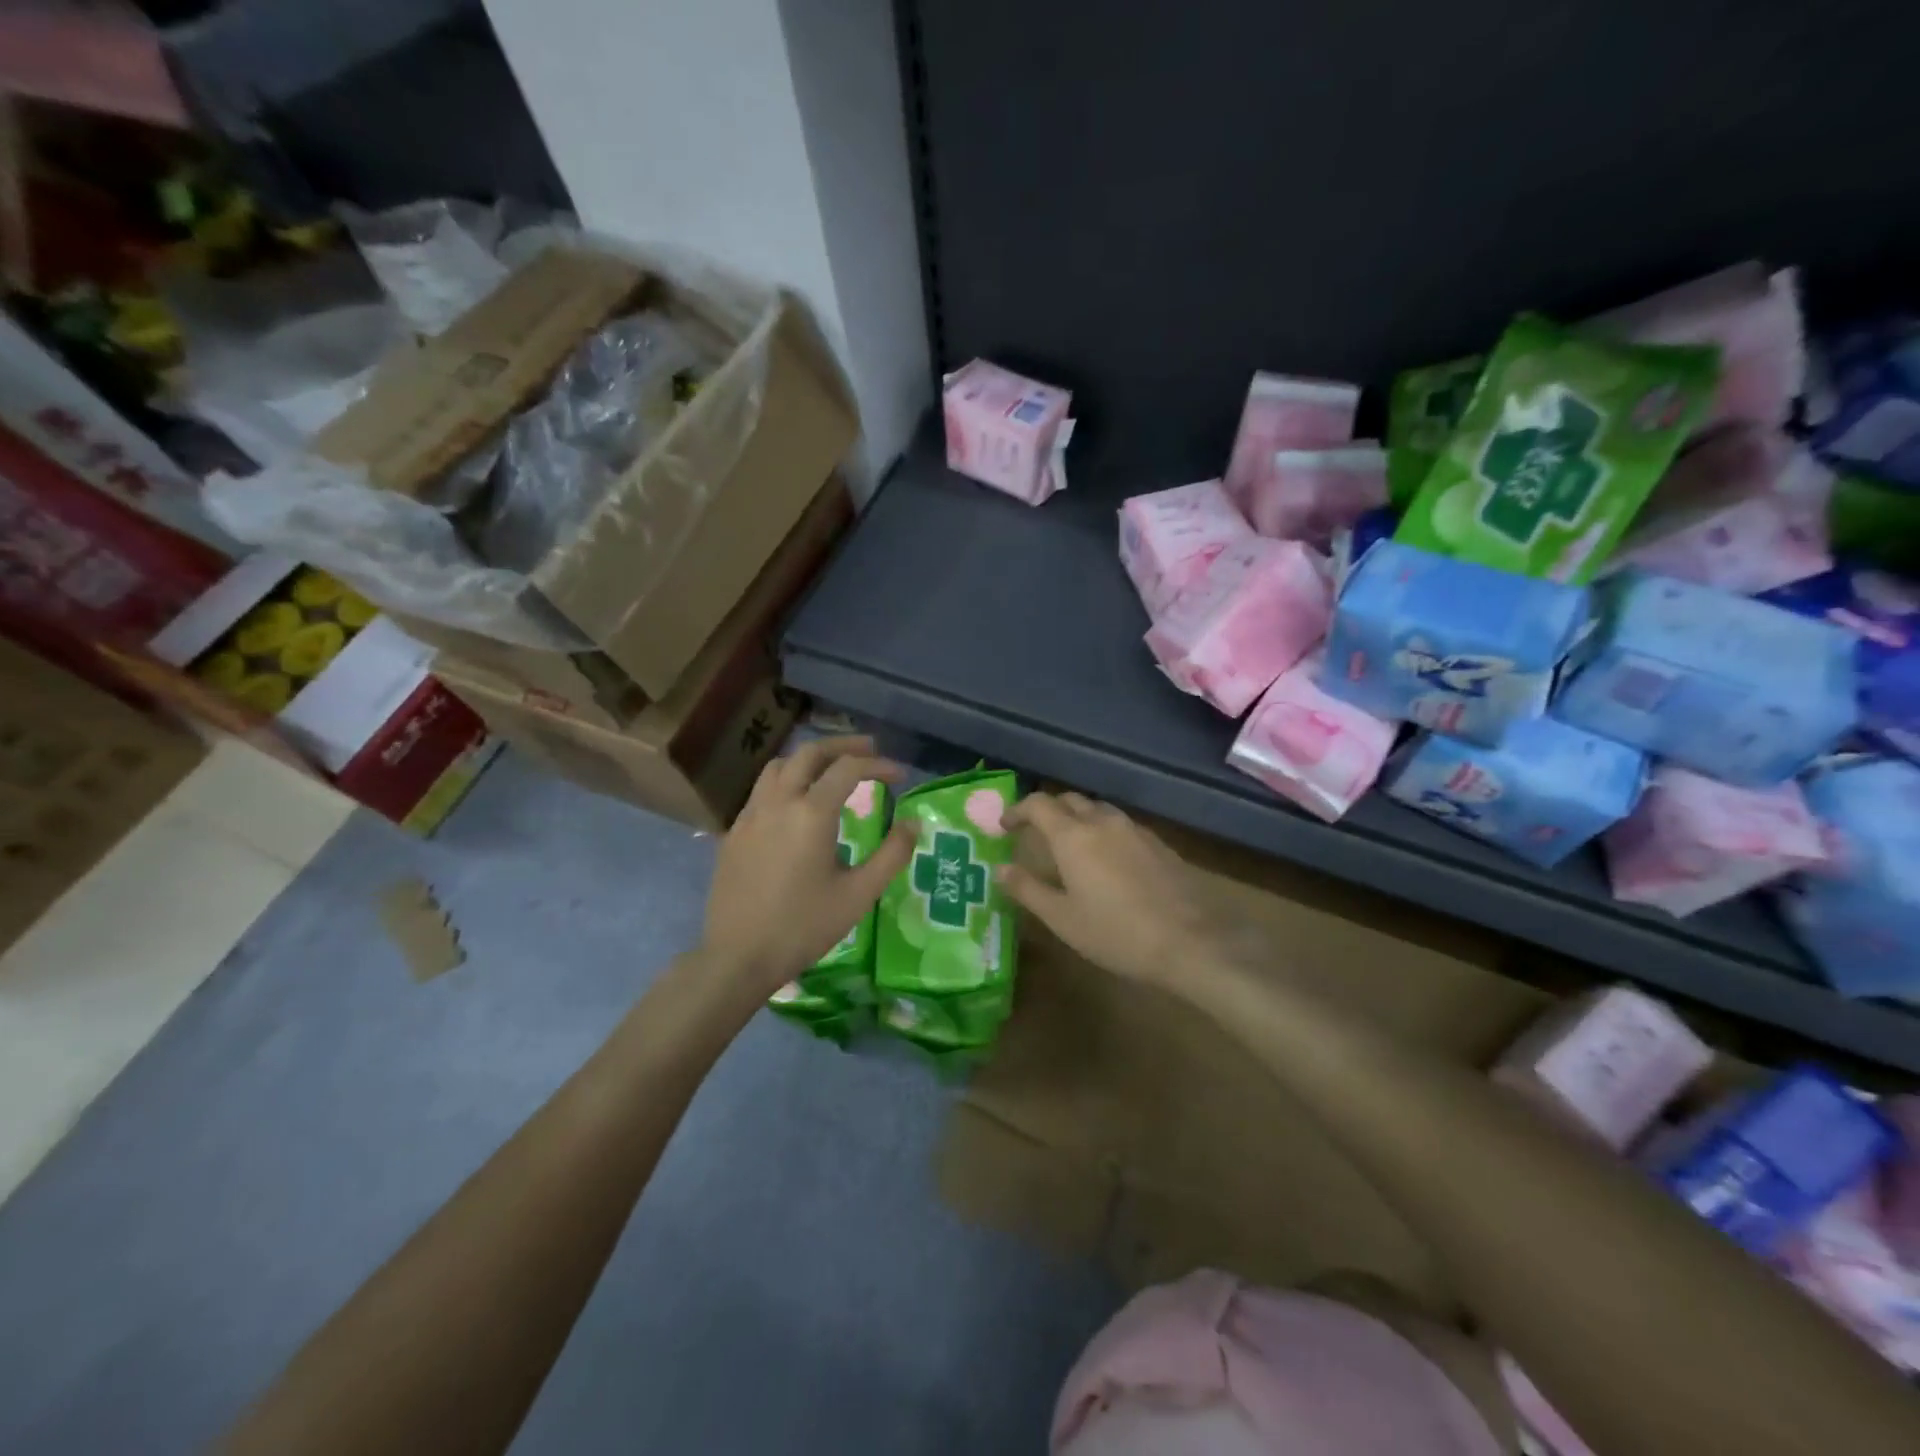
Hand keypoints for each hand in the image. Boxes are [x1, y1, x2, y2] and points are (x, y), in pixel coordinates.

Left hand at [700, 736, 914, 994]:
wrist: (738, 957)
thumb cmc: (804, 927)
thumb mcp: (859, 895)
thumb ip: (891, 855)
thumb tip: (913, 823)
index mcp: (811, 813)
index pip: (848, 769)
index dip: (878, 766)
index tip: (899, 776)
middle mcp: (778, 802)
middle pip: (810, 753)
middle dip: (842, 746)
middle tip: (868, 751)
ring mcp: (750, 815)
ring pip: (779, 766)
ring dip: (809, 759)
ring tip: (831, 769)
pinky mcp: (734, 832)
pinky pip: (762, 790)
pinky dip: (786, 781)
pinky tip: (796, 804)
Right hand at [999, 792, 1241, 990]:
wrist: (1191, 942)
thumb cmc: (1116, 933)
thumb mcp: (1062, 919)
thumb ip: (1028, 889)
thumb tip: (1000, 868)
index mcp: (1073, 836)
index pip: (1038, 804)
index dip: (1018, 811)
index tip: (1005, 826)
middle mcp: (1103, 822)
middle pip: (1069, 801)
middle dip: (1048, 811)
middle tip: (1035, 834)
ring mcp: (1134, 830)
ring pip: (1098, 810)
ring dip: (1078, 819)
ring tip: (1070, 847)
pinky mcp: (1158, 843)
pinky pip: (1120, 826)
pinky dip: (1103, 832)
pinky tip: (1107, 861)